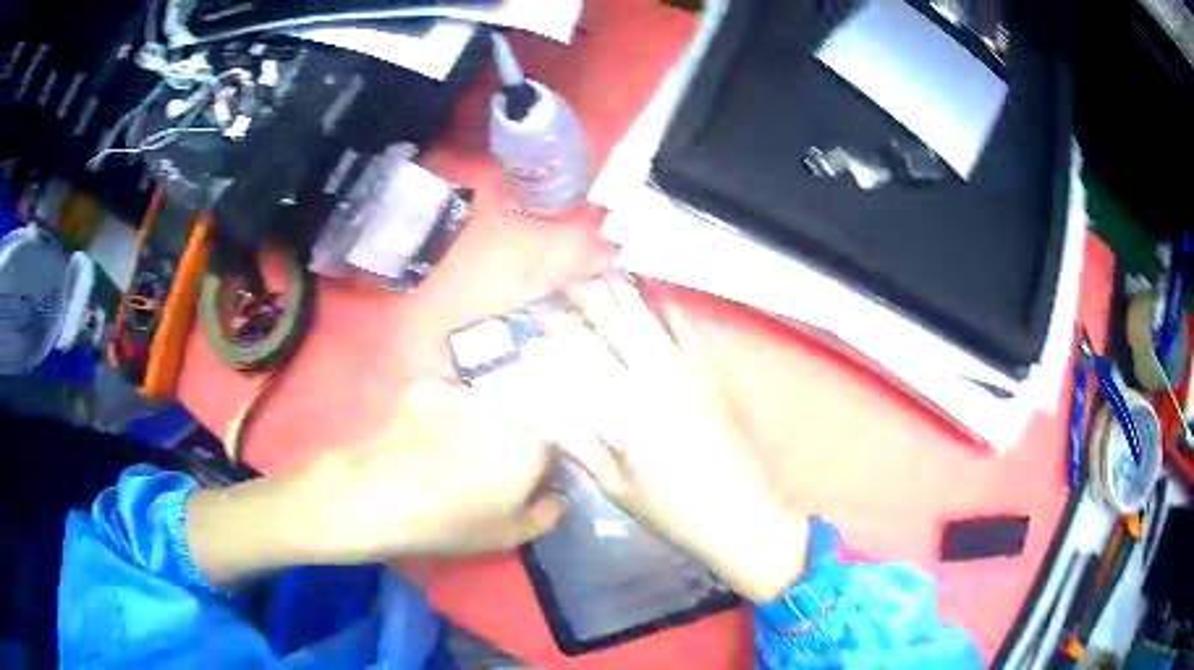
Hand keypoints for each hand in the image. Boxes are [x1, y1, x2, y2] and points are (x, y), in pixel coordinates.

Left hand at [301, 378, 566, 559]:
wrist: (380, 497)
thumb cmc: (451, 524)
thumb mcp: (510, 535)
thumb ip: (548, 514)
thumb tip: (559, 495)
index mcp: (533, 445)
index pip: (556, 452)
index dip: (543, 472)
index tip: (528, 487)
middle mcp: (506, 409)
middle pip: (525, 423)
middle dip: (517, 443)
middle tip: (492, 469)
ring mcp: (464, 392)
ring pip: (490, 407)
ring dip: (486, 425)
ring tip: (458, 451)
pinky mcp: (429, 387)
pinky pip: (452, 399)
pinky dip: (449, 415)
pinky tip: (430, 438)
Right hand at [523, 273, 808, 601]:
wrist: (741, 517)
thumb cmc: (673, 509)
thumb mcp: (616, 485)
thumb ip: (580, 446)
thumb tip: (541, 419)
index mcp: (632, 406)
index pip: (590, 355)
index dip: (564, 330)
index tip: (542, 314)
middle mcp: (662, 379)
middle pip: (624, 327)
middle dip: (597, 299)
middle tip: (573, 281)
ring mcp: (693, 376)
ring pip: (656, 324)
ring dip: (632, 297)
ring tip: (611, 275)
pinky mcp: (714, 382)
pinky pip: (691, 337)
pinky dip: (674, 314)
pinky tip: (664, 300)